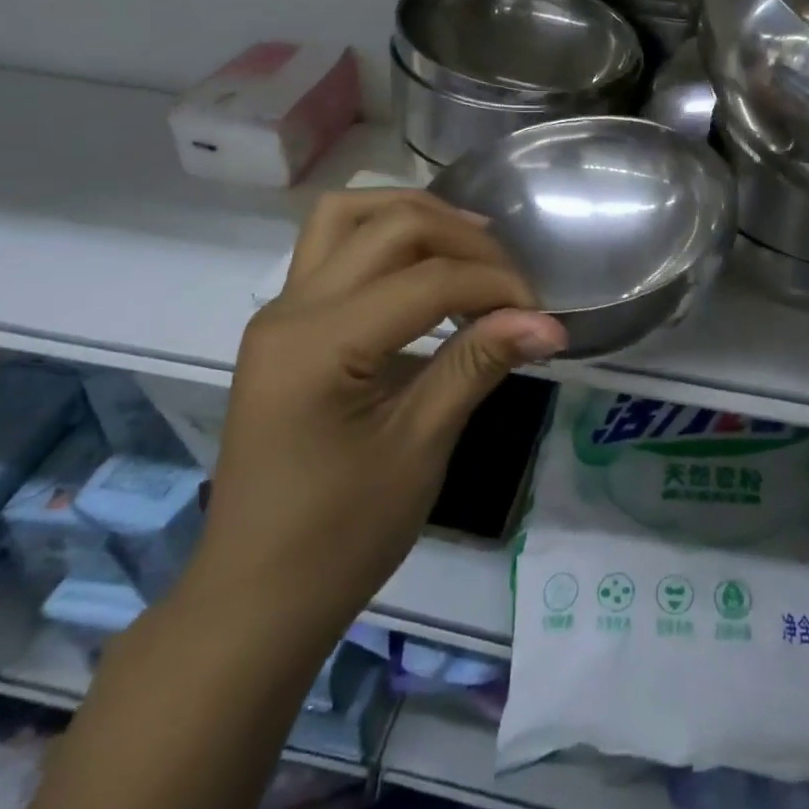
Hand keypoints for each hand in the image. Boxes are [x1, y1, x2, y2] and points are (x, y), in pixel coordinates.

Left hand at [187, 190, 566, 639]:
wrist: (258, 594)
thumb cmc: (341, 534)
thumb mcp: (420, 447)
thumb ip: (478, 364)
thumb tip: (550, 323)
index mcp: (319, 343)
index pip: (427, 279)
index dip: (495, 285)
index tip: (542, 315)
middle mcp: (290, 308)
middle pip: (390, 226)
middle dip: (463, 240)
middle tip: (511, 282)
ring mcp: (280, 311)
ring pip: (347, 215)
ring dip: (416, 216)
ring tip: (469, 247)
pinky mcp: (285, 324)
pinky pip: (332, 247)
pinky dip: (384, 236)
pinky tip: (424, 268)